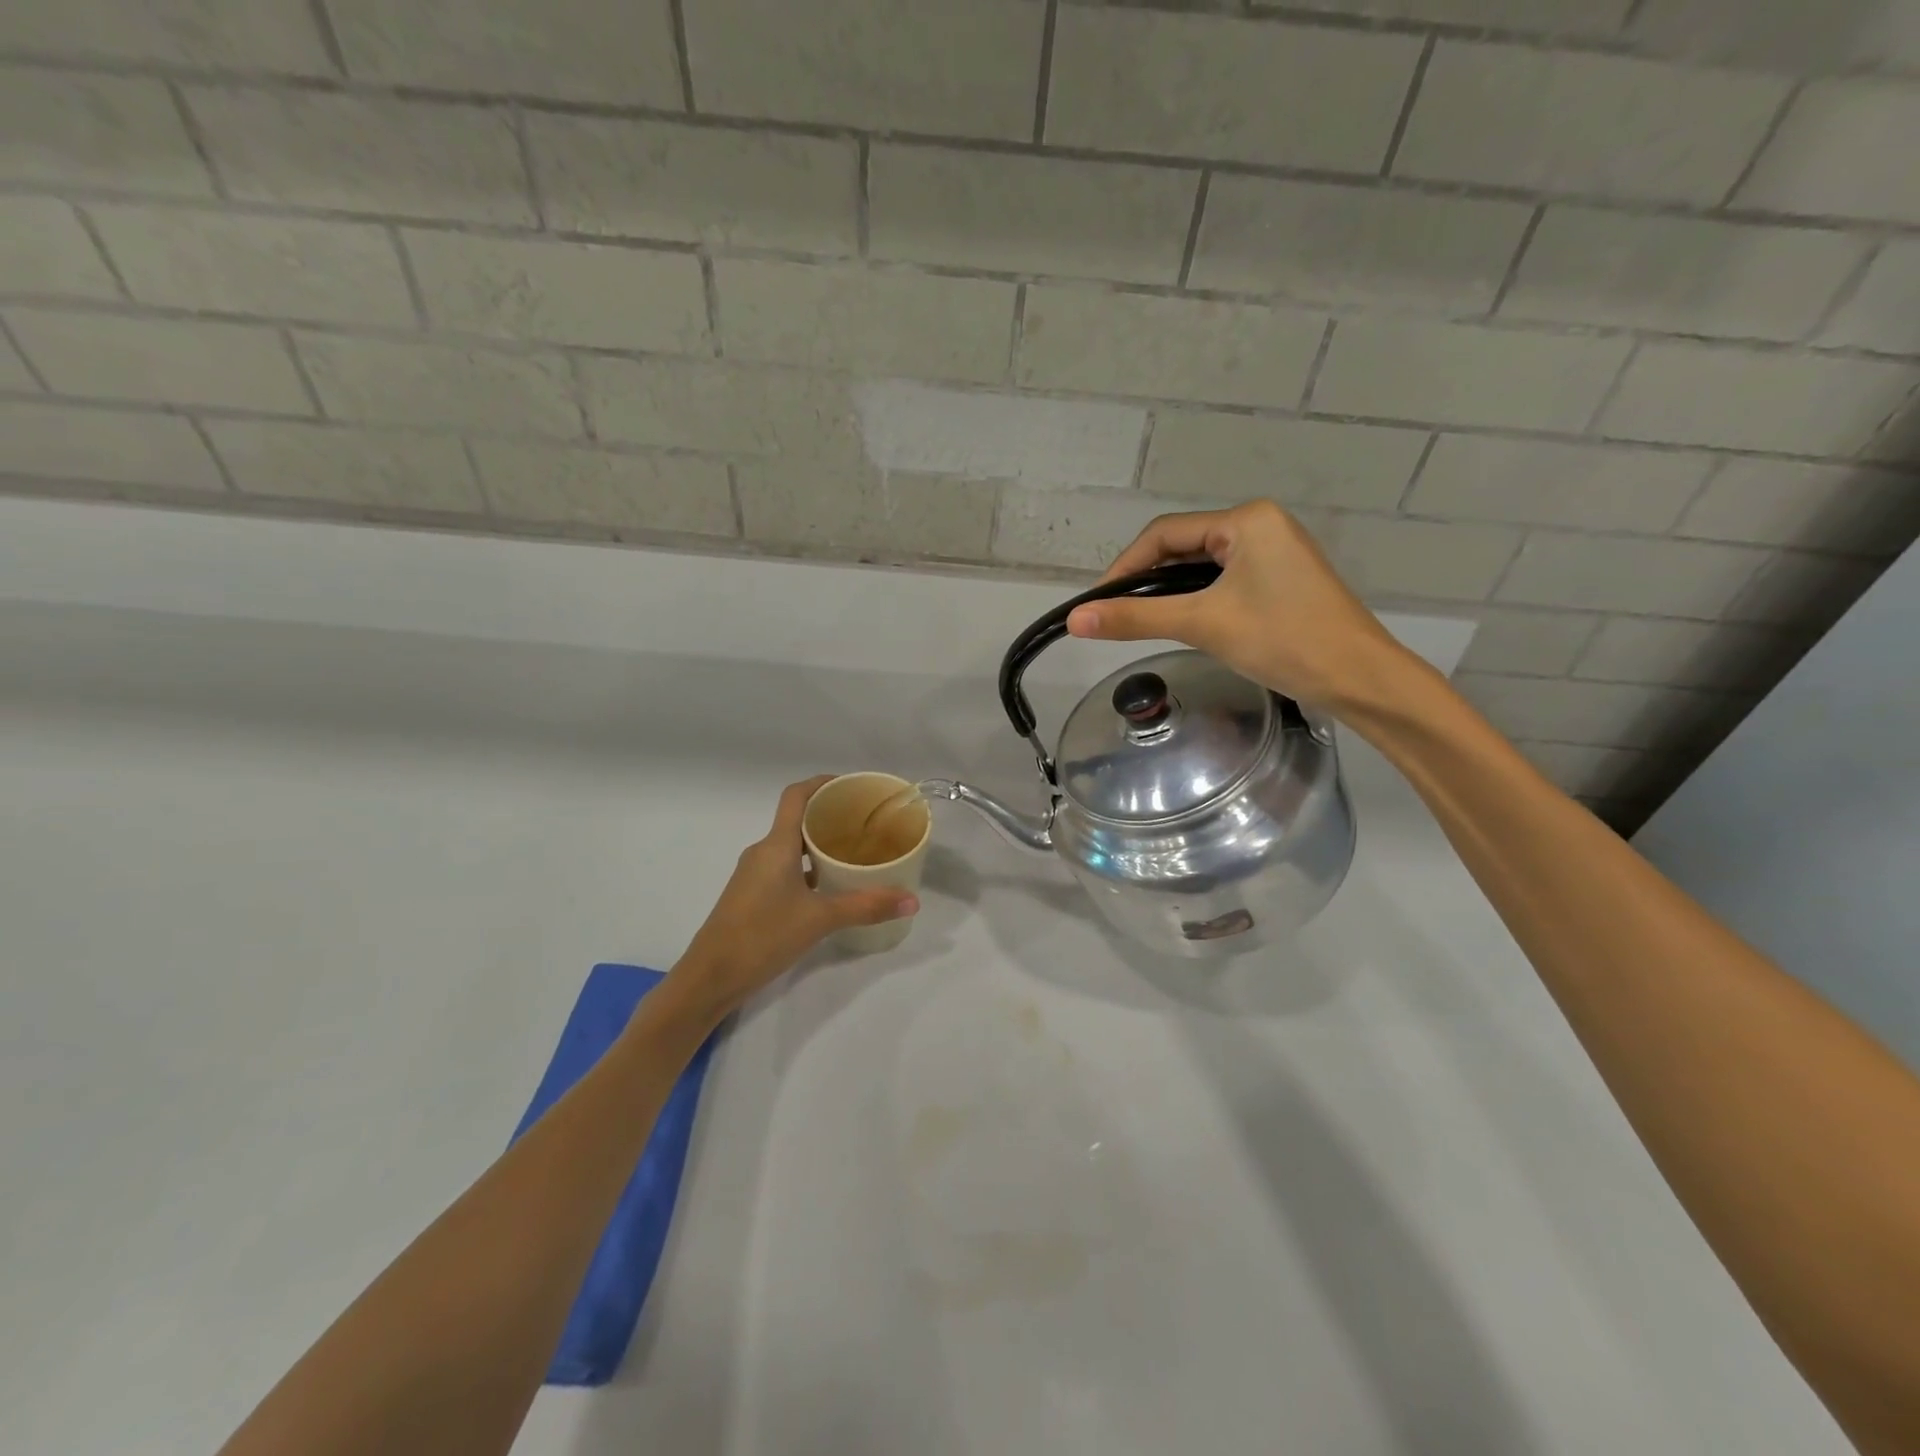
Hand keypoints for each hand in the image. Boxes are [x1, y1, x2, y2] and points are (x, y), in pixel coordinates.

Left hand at [670, 777, 917, 1021]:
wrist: (710, 978)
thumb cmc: (762, 936)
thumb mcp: (820, 920)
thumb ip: (866, 907)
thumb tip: (912, 901)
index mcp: (776, 845)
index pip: (796, 796)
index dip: (822, 783)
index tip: (852, 786)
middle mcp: (763, 852)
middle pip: (798, 820)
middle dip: (830, 816)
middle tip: (866, 823)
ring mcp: (754, 875)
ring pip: (792, 847)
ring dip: (820, 845)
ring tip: (855, 853)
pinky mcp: (751, 896)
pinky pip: (785, 868)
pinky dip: (808, 869)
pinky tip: (830, 887)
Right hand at [1066, 500, 1412, 712]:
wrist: (1360, 679)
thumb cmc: (1283, 640)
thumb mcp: (1203, 624)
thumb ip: (1137, 618)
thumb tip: (1076, 618)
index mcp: (1245, 520)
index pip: (1164, 534)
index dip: (1123, 566)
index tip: (1094, 603)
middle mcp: (1260, 525)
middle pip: (1182, 546)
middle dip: (1145, 579)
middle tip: (1114, 616)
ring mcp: (1274, 552)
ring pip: (1202, 566)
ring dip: (1169, 592)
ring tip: (1140, 622)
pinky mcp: (1281, 579)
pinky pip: (1223, 580)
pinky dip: (1196, 599)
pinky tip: (1183, 622)